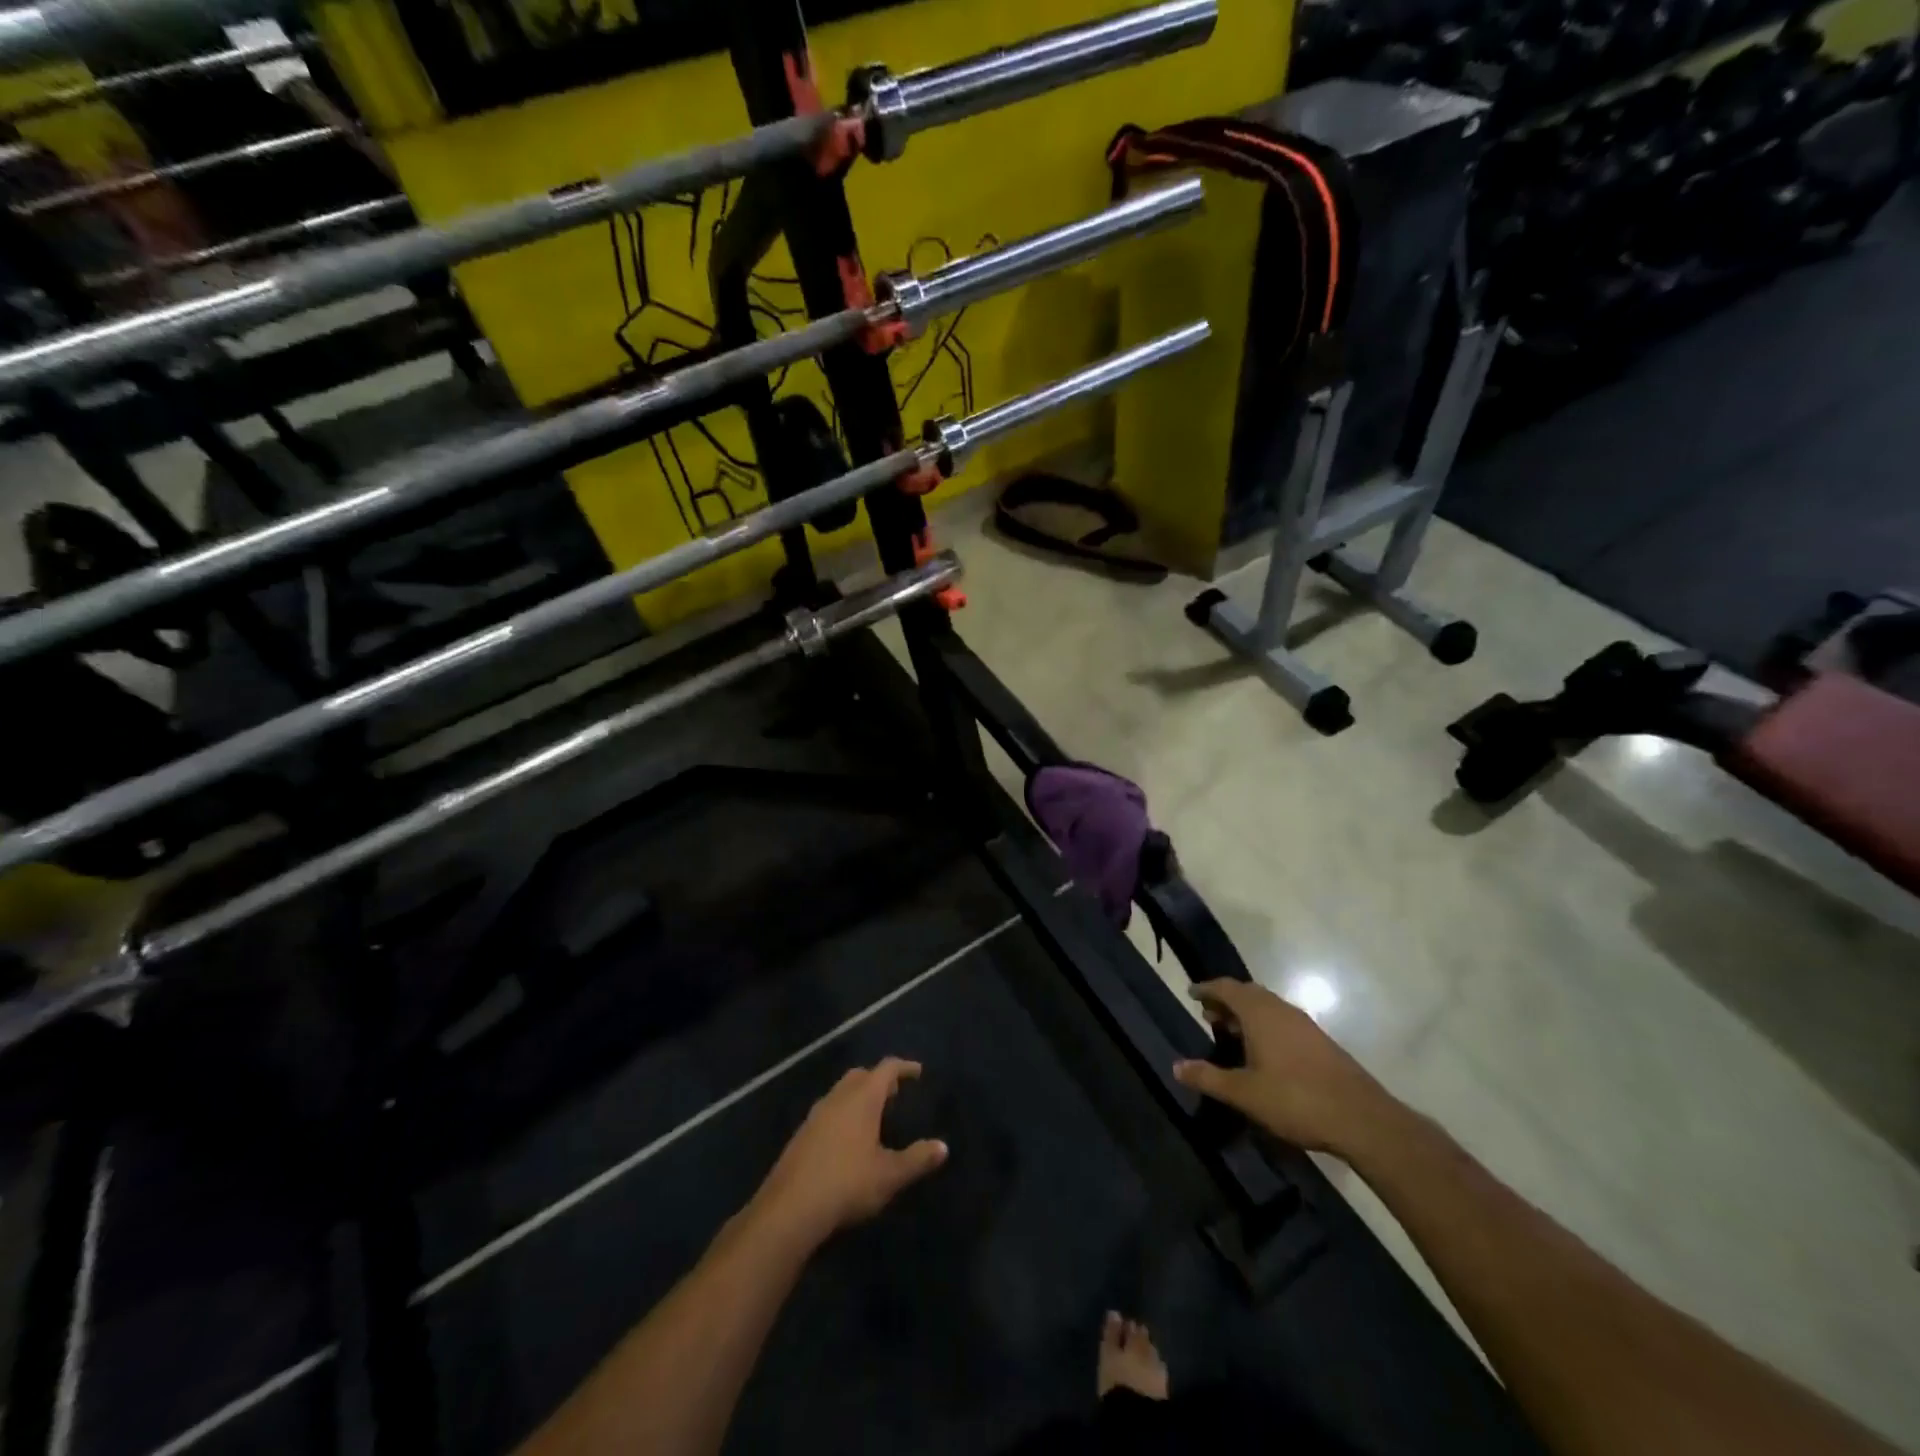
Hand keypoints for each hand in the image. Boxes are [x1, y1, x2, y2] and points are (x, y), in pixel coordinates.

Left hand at [751, 1058, 947, 1247]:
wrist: (790, 1208)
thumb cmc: (847, 1183)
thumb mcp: (889, 1175)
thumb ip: (917, 1159)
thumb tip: (943, 1147)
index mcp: (862, 1098)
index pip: (886, 1069)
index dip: (904, 1067)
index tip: (917, 1071)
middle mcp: (838, 1098)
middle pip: (860, 1075)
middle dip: (878, 1079)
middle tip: (895, 1092)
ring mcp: (816, 1114)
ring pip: (841, 1092)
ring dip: (858, 1095)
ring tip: (873, 1114)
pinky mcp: (802, 1134)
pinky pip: (828, 1111)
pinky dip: (843, 1113)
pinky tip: (847, 1138)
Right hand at [1172, 979, 1402, 1157]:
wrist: (1362, 1119)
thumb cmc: (1295, 1100)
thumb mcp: (1245, 1093)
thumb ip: (1209, 1078)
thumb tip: (1176, 1066)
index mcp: (1260, 1013)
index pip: (1227, 987)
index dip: (1207, 988)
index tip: (1191, 993)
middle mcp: (1282, 1010)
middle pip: (1248, 993)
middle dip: (1226, 1000)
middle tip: (1208, 1014)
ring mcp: (1304, 1025)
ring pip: (1268, 1007)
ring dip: (1247, 1014)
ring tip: (1231, 1032)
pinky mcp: (1320, 1042)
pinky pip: (1283, 1021)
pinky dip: (1265, 1025)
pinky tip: (1263, 1051)